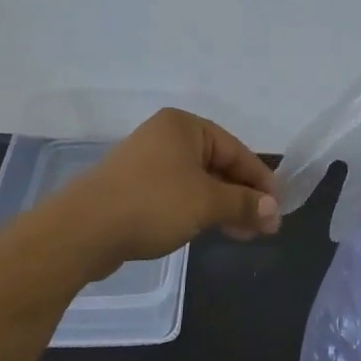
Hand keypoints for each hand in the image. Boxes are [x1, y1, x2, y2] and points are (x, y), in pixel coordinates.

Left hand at [56, 109, 279, 266]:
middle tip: (264, 226)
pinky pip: (177, 193)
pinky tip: (210, 229)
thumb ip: (244, 204)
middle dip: (242, 196)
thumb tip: (274, 211)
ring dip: (223, 206)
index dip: (261, 181)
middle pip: (218, 165)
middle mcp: (166, 137)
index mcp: (185, 126)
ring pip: (198, 182)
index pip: (236, 150)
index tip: (278, 209)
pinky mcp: (133, 187)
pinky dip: (198, 209)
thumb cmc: (153, 204)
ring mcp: (147, 161)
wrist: (83, 231)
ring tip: (243, 234)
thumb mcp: (207, 203)